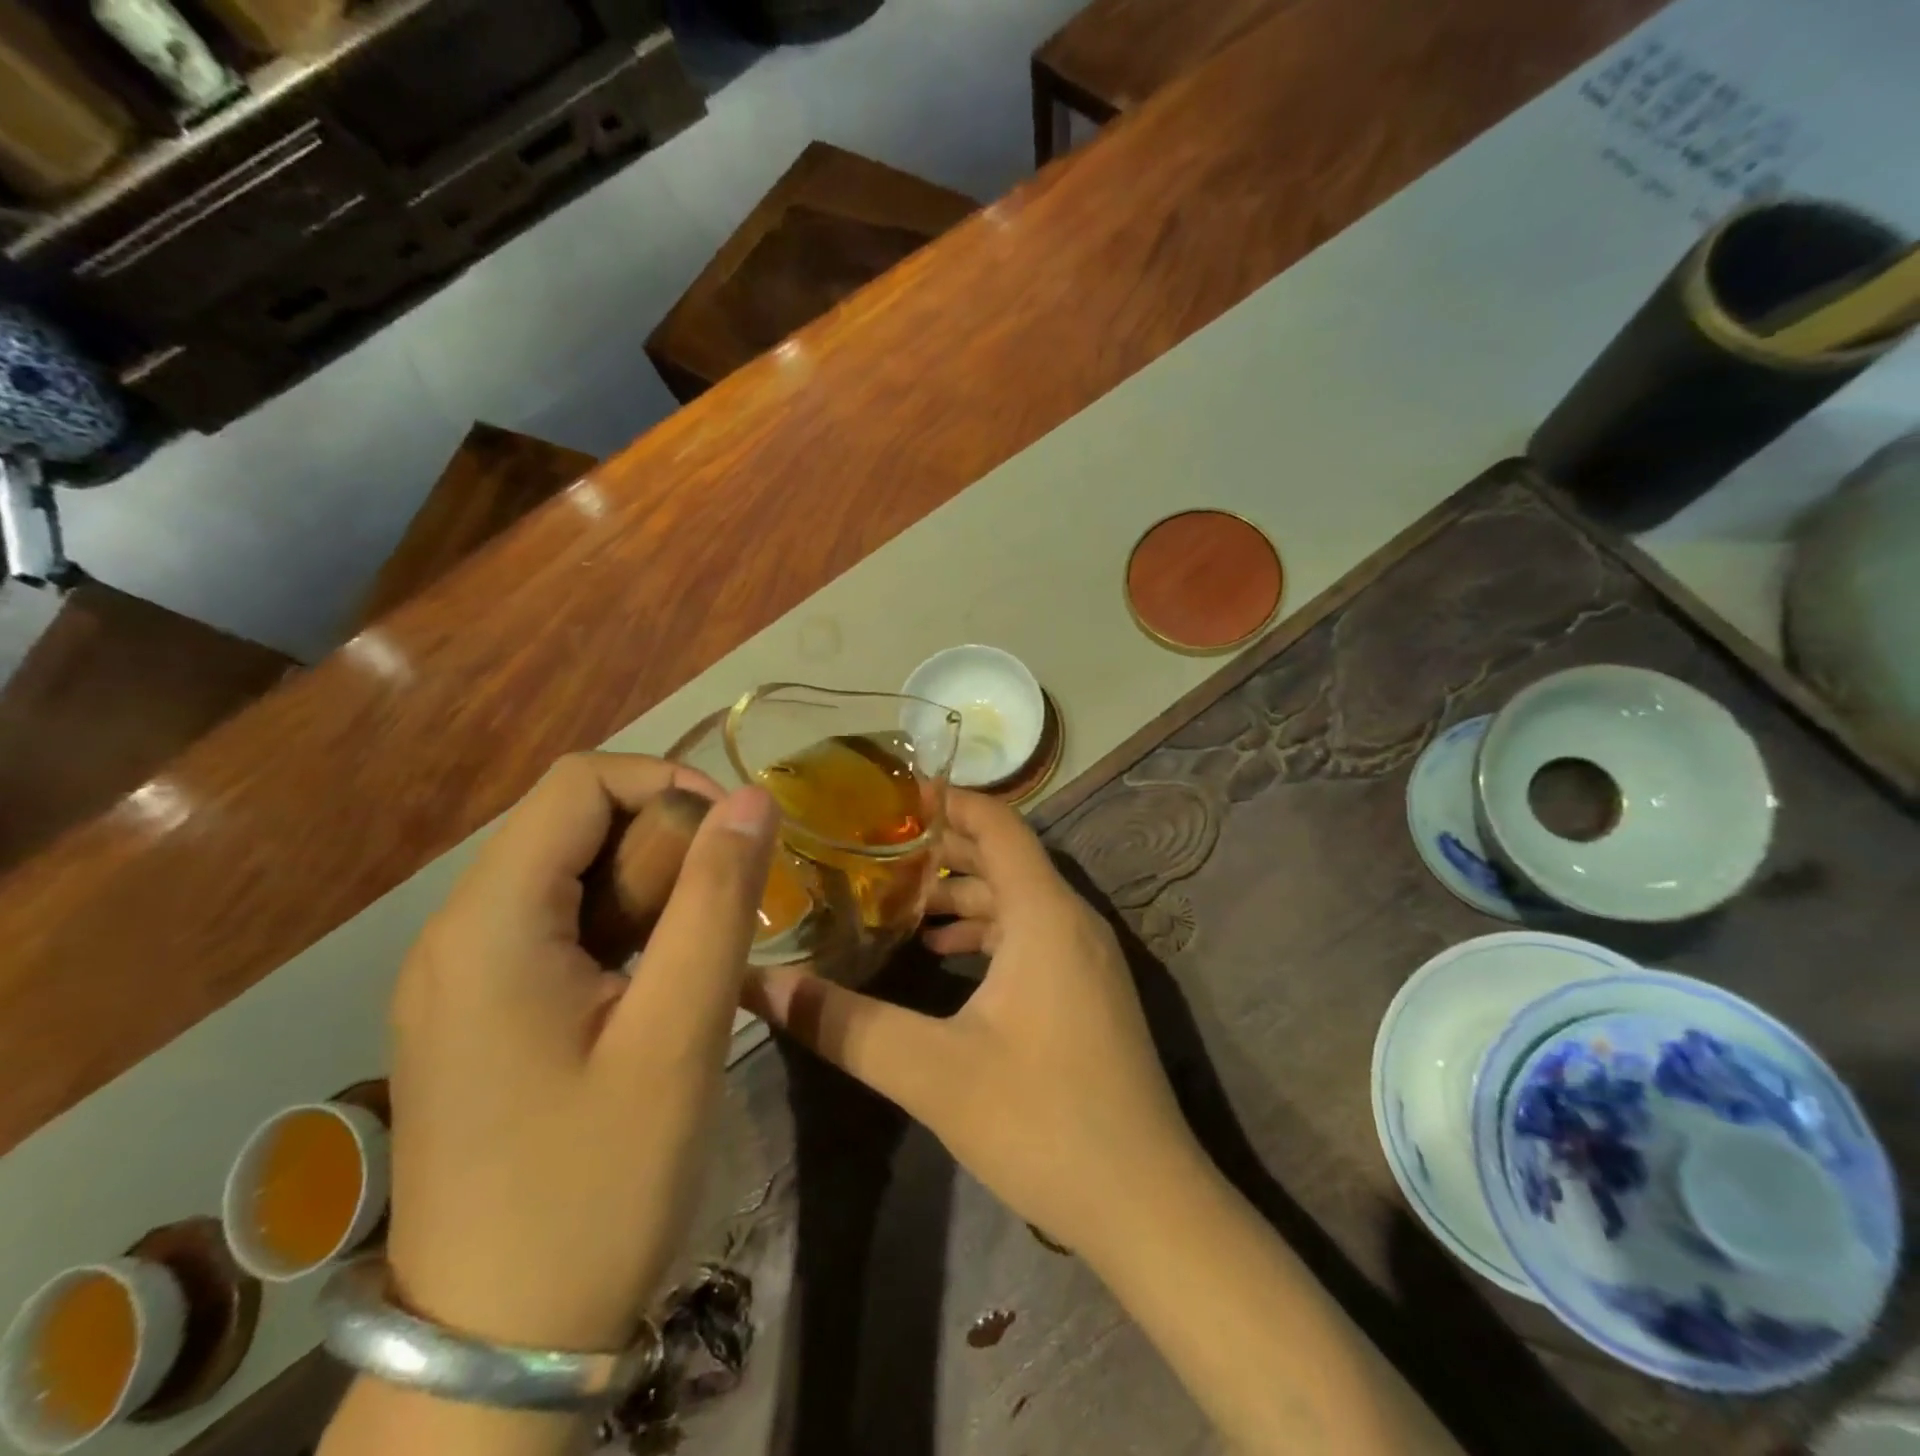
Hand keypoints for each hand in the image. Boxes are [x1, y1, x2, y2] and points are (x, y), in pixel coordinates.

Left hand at [385, 752, 775, 1351]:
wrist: (500, 1347)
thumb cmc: (597, 1184)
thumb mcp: (680, 1032)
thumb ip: (718, 900)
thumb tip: (752, 798)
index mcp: (488, 925)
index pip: (579, 783)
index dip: (668, 784)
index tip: (737, 838)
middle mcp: (455, 933)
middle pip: (570, 823)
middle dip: (663, 841)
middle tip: (726, 909)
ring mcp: (457, 976)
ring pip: (567, 873)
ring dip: (648, 885)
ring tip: (701, 949)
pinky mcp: (474, 1012)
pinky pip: (554, 926)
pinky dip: (620, 925)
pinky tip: (658, 982)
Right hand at [742, 790, 1202, 1262]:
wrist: (1147, 1205)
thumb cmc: (1042, 1121)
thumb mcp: (931, 1071)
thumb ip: (845, 1025)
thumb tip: (765, 985)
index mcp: (1044, 913)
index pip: (997, 823)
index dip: (948, 800)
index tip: (890, 794)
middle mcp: (1072, 920)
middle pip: (1005, 857)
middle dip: (943, 846)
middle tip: (875, 846)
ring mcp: (1086, 958)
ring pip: (1017, 900)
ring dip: (962, 894)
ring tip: (898, 903)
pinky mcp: (1087, 992)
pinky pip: (1031, 935)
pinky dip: (986, 932)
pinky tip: (945, 957)